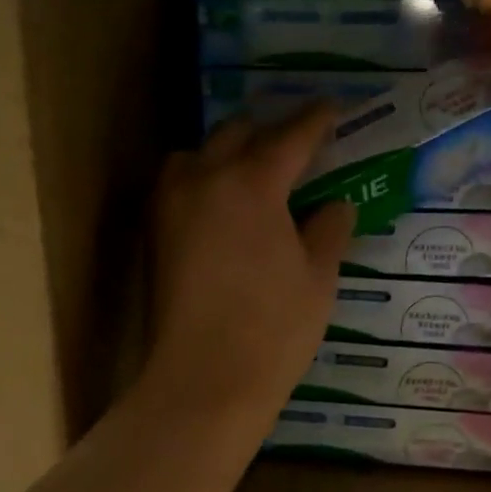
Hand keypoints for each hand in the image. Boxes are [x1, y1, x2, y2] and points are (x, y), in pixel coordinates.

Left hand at [138, 106, 353, 441]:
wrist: (203, 381)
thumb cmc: (272, 330)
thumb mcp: (318, 279)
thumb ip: (329, 231)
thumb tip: (336, 204)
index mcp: (252, 183)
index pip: (290, 136)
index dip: (316, 120)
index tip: (332, 109)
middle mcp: (204, 180)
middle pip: (236, 133)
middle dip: (268, 132)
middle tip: (295, 148)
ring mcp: (170, 207)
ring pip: (196, 155)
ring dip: (225, 153)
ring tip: (251, 175)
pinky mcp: (154, 236)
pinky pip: (178, 186)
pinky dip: (202, 181)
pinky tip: (223, 209)